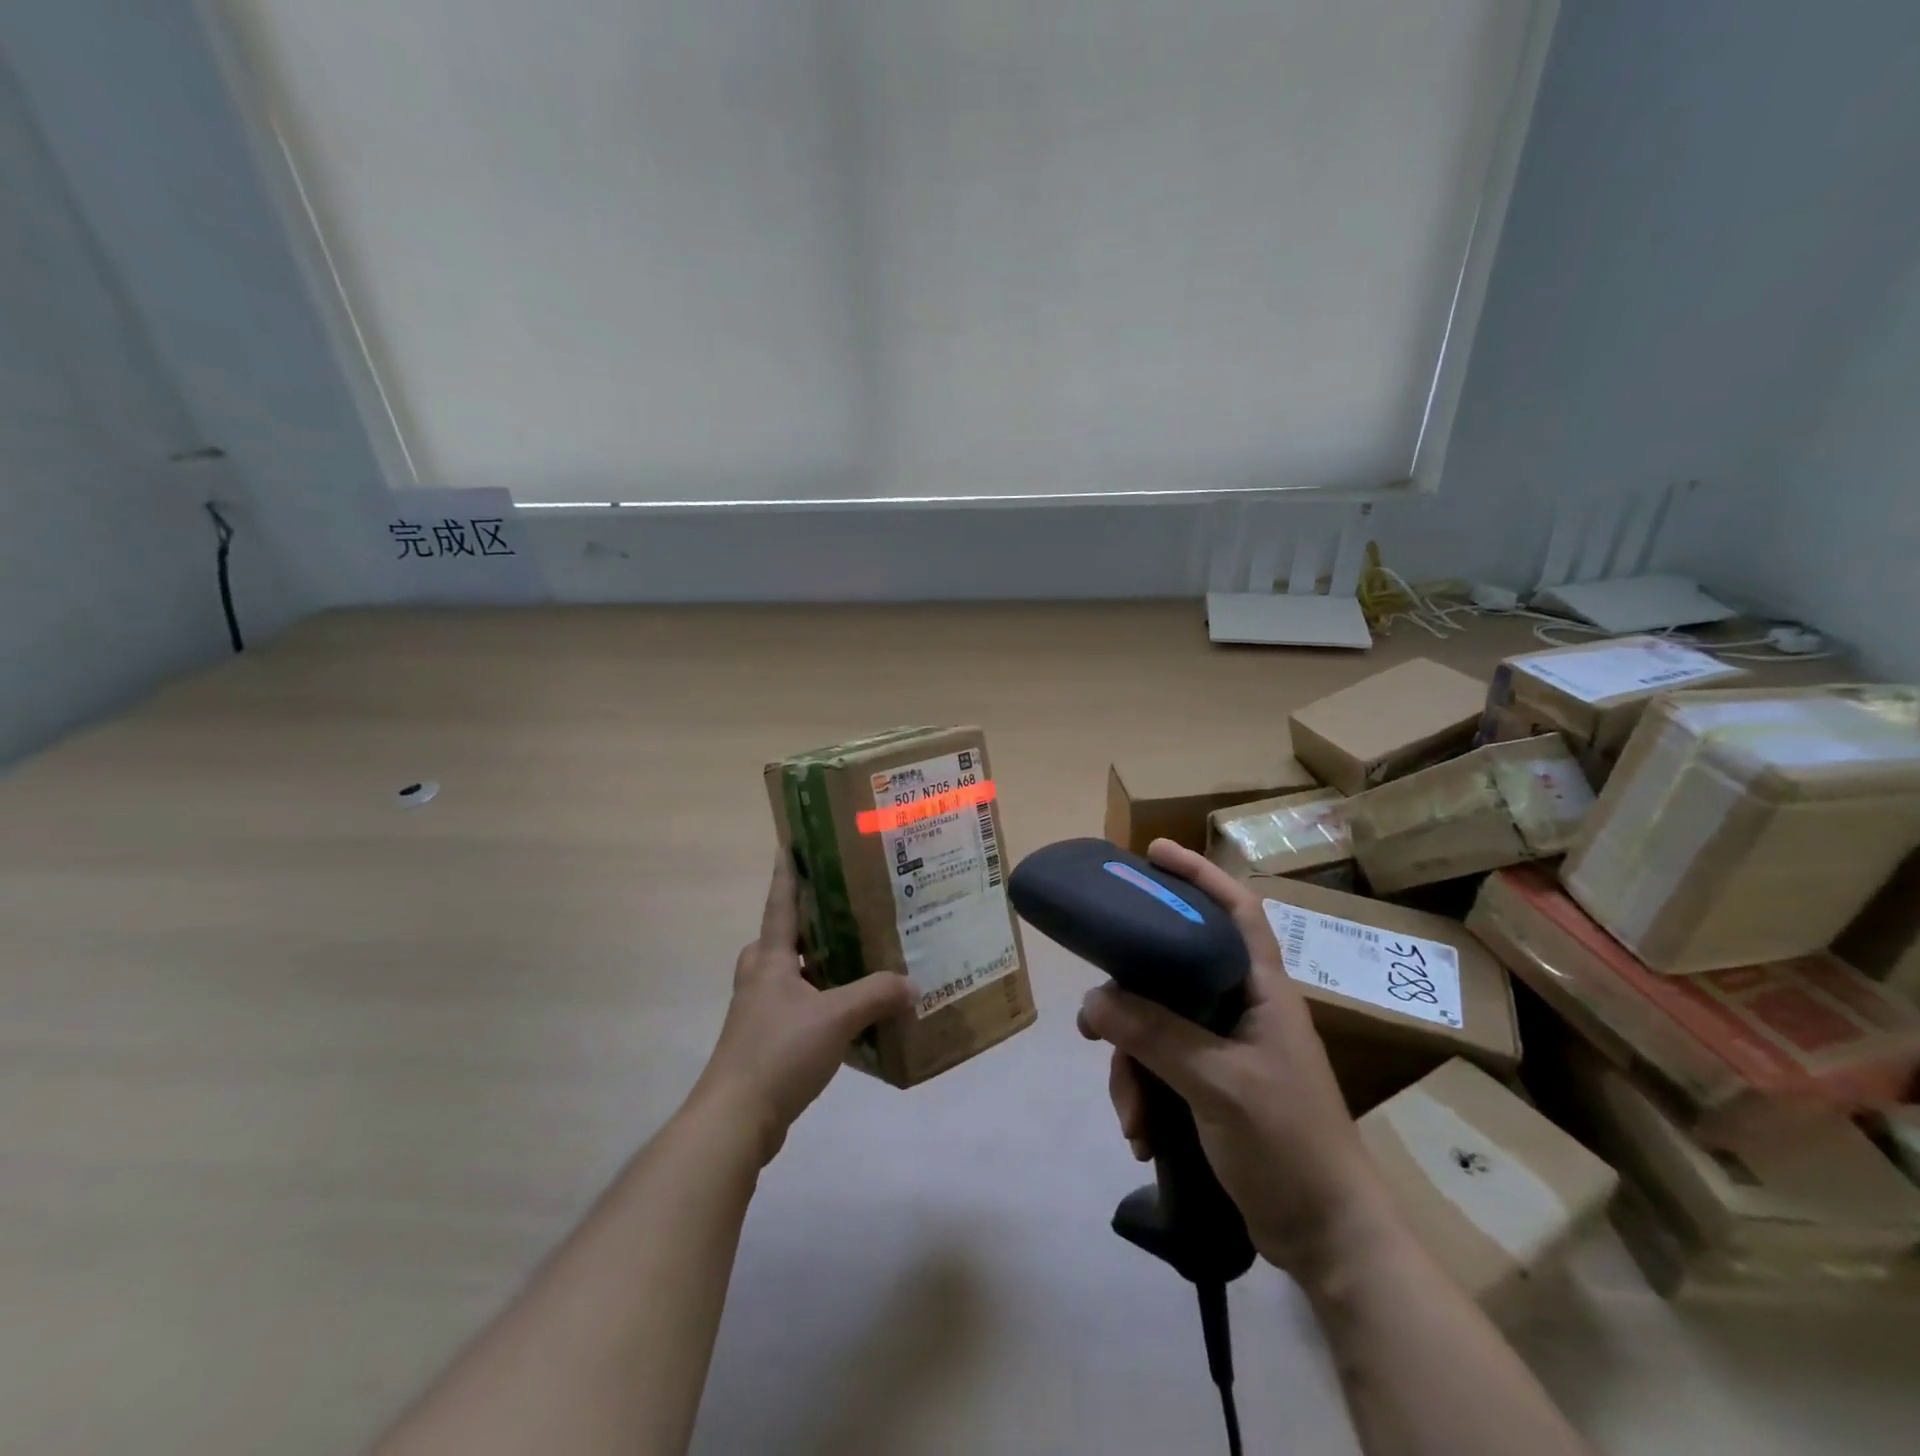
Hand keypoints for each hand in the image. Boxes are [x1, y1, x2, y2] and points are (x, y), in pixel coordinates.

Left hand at [696, 854, 913, 1164]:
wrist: (735, 1119)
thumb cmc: (780, 1052)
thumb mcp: (837, 1017)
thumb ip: (877, 994)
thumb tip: (911, 983)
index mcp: (770, 959)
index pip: (780, 903)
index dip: (786, 873)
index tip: (789, 843)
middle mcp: (759, 977)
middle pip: (782, 938)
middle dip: (809, 924)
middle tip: (846, 913)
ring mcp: (758, 1011)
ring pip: (790, 974)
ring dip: (817, 966)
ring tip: (857, 962)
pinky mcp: (764, 1041)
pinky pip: (796, 1006)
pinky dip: (819, 1001)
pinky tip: (849, 1014)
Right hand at [1078, 840, 1389, 1278]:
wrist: (1326, 1240)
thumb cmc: (1290, 1145)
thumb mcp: (1220, 1085)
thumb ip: (1156, 1037)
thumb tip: (1092, 1002)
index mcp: (1262, 990)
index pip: (1236, 910)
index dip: (1198, 874)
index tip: (1152, 853)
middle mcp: (1241, 1008)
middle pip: (1172, 972)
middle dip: (1130, 1001)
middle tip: (1095, 1019)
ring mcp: (1224, 1047)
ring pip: (1155, 1026)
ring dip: (1133, 1068)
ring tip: (1131, 1116)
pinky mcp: (1210, 1083)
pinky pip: (1158, 1067)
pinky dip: (1143, 1096)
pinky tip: (1142, 1135)